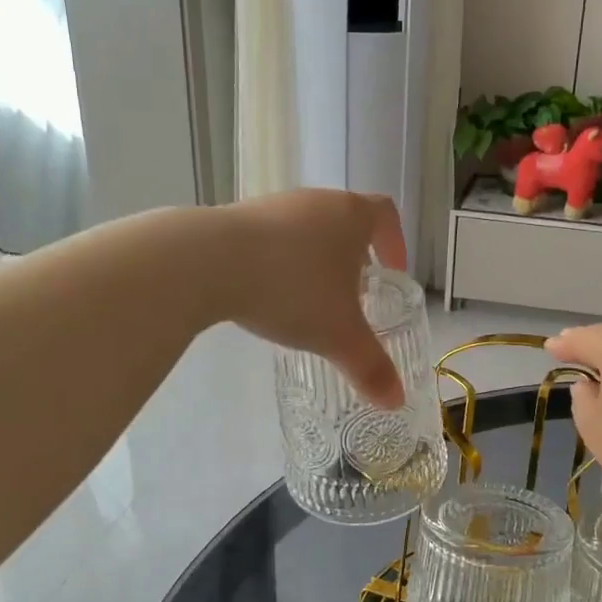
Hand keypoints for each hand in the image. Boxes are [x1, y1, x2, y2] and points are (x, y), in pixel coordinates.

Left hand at [214, 190, 408, 407]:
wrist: (206, 261)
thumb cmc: (291, 289)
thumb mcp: (338, 335)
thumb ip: (370, 367)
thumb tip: (396, 401)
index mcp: (351, 215)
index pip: (385, 215)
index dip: (395, 242)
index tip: (392, 272)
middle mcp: (315, 200)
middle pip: (345, 221)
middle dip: (354, 257)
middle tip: (354, 295)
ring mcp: (273, 205)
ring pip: (307, 229)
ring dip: (315, 260)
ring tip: (309, 300)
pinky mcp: (235, 217)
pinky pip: (270, 238)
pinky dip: (278, 262)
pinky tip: (267, 294)